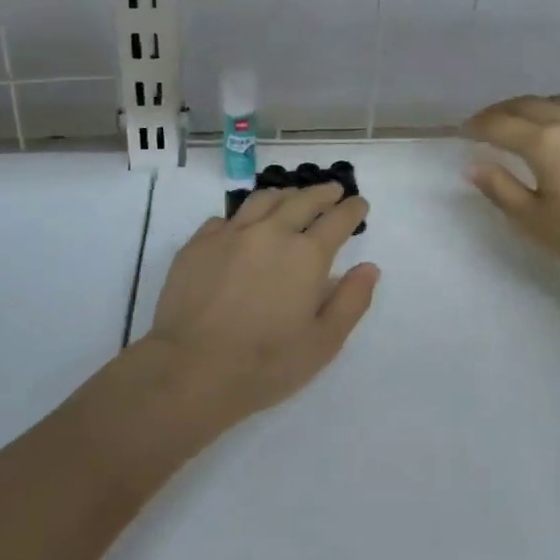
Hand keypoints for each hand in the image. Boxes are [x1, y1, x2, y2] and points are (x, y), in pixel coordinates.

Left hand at [143, 183, 378, 426]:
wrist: (190, 369)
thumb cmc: (264, 364)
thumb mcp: (323, 343)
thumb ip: (351, 301)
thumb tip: (369, 268)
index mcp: (306, 255)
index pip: (337, 220)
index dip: (352, 209)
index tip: (359, 204)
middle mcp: (271, 232)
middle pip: (303, 200)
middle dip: (323, 193)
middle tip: (333, 191)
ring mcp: (232, 233)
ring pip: (264, 199)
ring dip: (285, 195)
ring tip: (292, 198)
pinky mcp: (199, 243)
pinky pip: (226, 218)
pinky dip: (243, 217)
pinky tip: (242, 227)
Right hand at [464, 96, 559, 290]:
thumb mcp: (536, 222)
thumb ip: (501, 189)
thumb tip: (473, 165)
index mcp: (544, 141)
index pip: (498, 124)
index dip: (477, 126)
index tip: (464, 132)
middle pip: (526, 104)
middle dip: (501, 112)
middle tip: (487, 124)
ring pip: (558, 101)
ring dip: (534, 109)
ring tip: (526, 124)